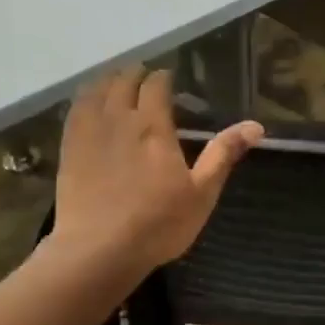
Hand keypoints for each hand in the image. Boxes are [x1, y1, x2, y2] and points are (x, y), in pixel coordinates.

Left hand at [49, 66, 262, 281]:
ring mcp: (88, 133)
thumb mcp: (202, 193)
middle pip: (123, 82)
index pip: (156, 86)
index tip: (169, 77)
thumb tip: (256, 125)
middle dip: (135, 74)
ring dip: (108, 81)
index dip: (163, 77)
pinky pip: (74, 111)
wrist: (99, 250)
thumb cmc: (159, 224)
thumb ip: (224, 154)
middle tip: (144, 77)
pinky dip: (84, 99)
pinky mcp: (68, 150)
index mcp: (153, 127)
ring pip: (95, 91)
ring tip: (116, 82)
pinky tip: (88, 105)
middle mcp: (119, 120)